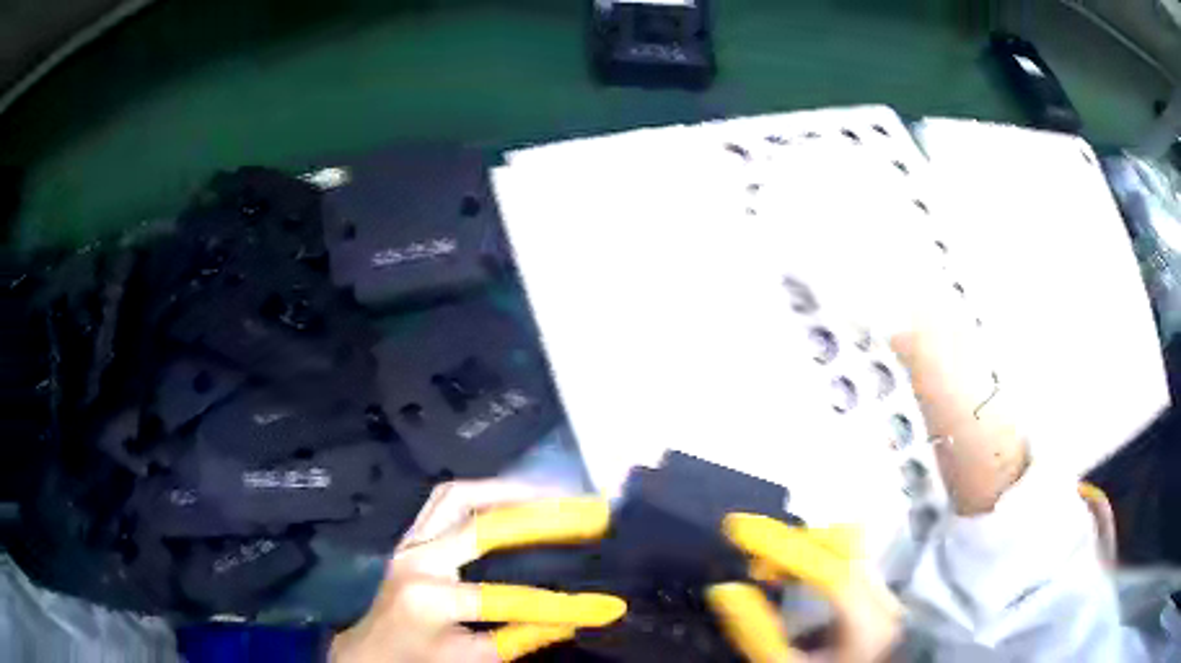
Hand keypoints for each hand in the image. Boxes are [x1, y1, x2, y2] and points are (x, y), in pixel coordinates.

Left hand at [330, 479, 626, 662]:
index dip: (559, 603)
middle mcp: (417, 560)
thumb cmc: (417, 659)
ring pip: (459, 496)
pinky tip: (511, 496)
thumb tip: (573, 620)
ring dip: (508, 490)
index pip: (505, 599)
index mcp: (430, 601)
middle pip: (481, 525)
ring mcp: (410, 540)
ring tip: (551, 493)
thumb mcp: (470, 659)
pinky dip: (483, 492)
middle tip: (583, 511)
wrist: (370, 647)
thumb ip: (518, 640)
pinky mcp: (410, 534)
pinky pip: (446, 498)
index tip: (605, 602)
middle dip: (539, 516)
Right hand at [707, 515, 900, 662]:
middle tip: (755, 567)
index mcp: (866, 619)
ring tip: (771, 572)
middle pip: (844, 543)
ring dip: (804, 548)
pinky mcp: (877, 592)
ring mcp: (884, 591)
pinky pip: (849, 555)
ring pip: (848, 543)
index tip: (738, 527)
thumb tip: (724, 589)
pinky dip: (816, 556)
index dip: (782, 545)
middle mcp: (883, 596)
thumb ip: (756, 632)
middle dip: (794, 545)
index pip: (827, 569)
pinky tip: (794, 578)